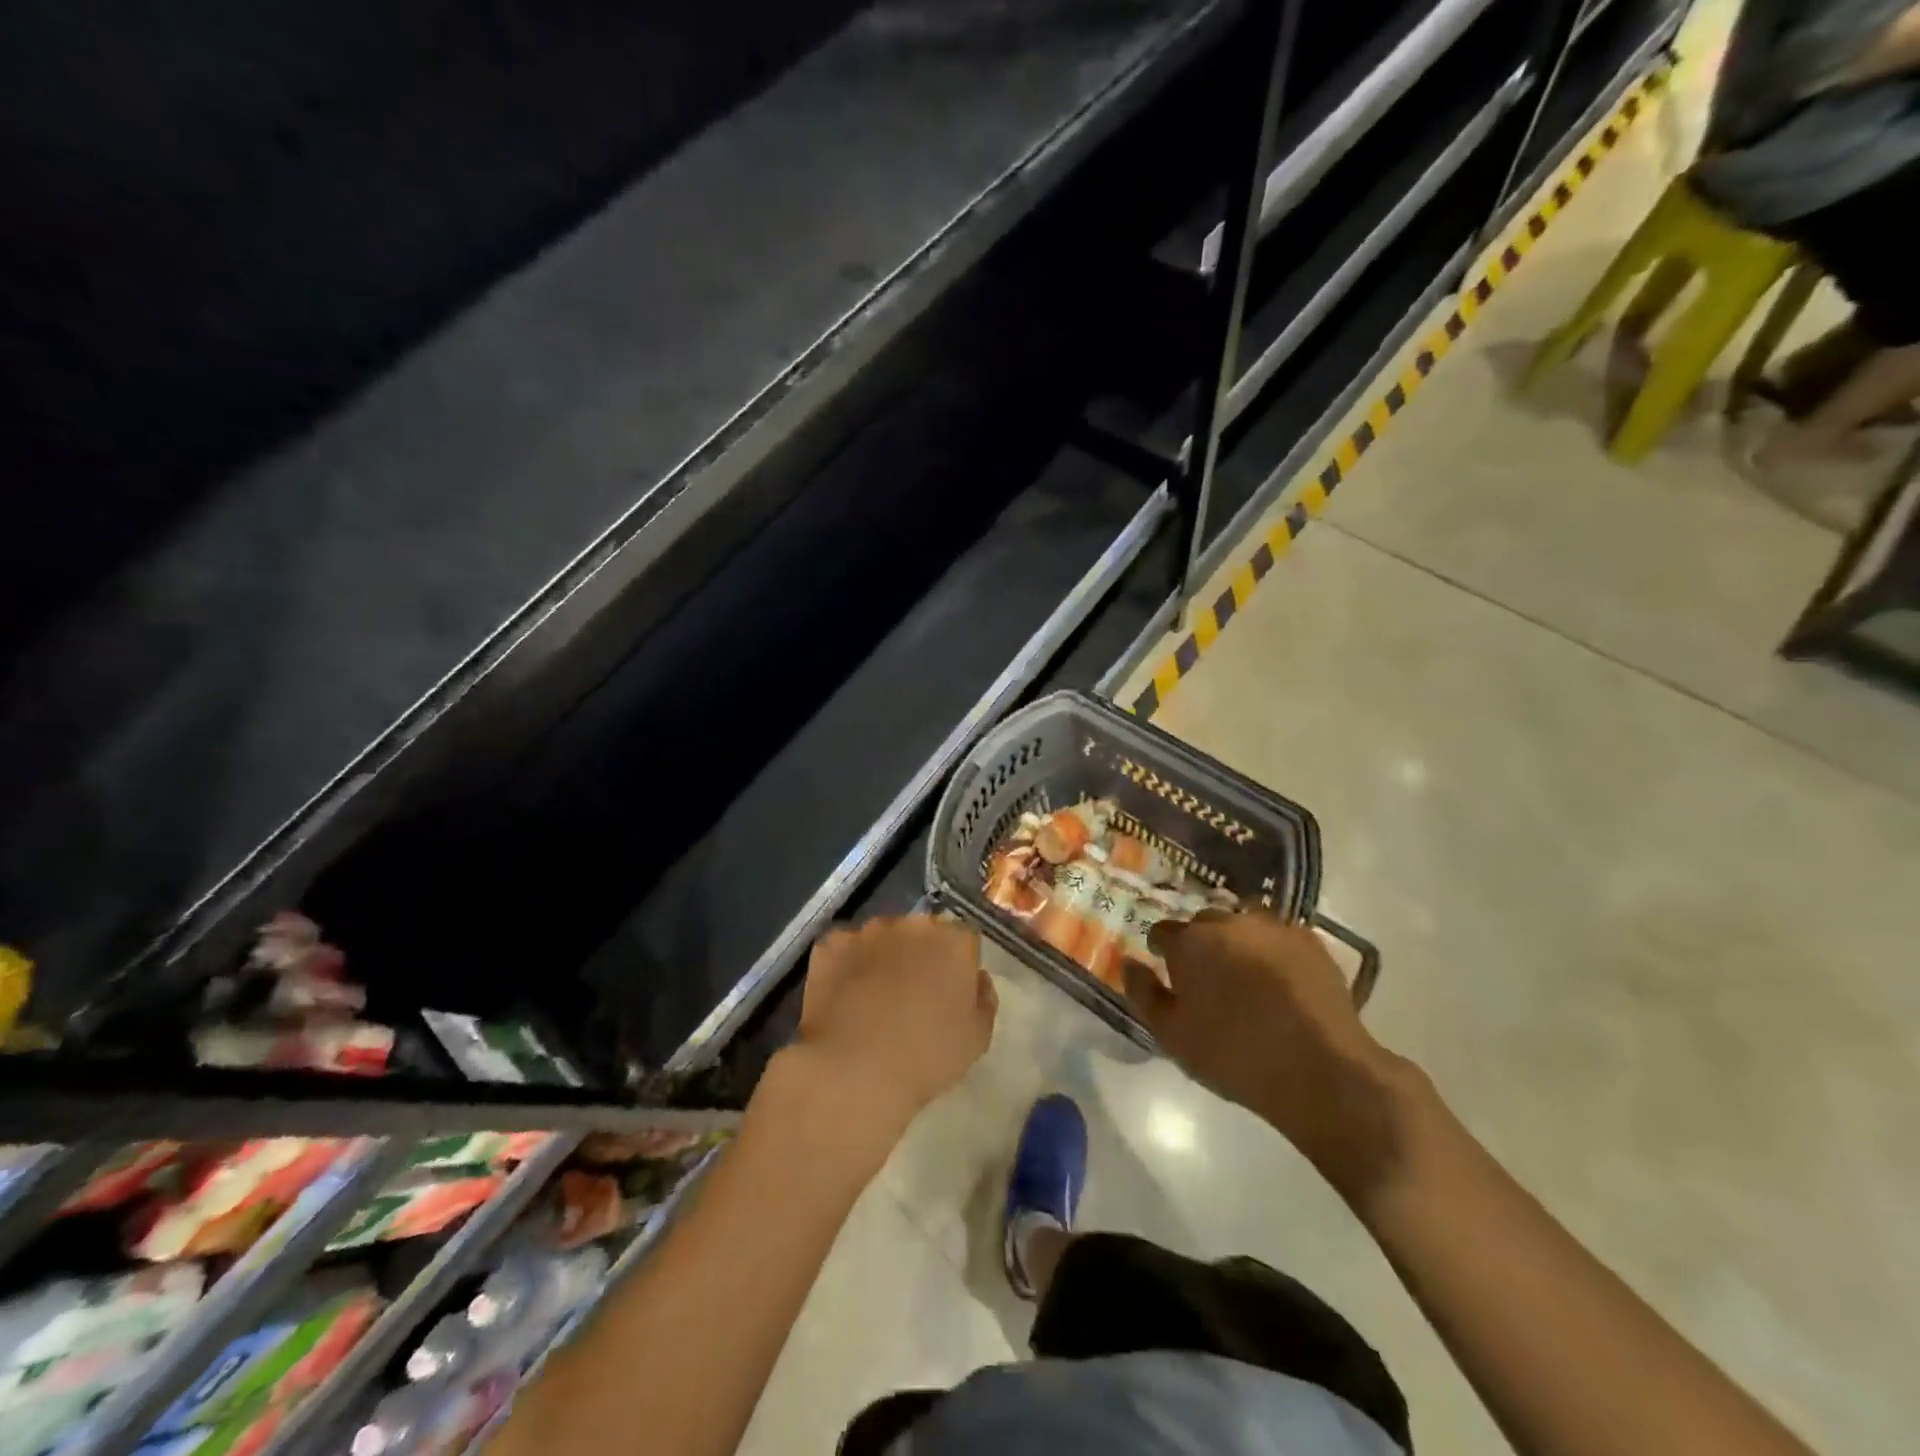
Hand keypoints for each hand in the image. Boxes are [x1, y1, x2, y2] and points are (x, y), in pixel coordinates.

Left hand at [795, 916, 996, 1128]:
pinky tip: (843, 995)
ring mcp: (868, 931)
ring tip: (873, 996)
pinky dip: (845, 964)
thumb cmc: (927, 1057)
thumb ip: (983, 998)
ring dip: (882, 955)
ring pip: (881, 937)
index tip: (949, 991)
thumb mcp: (978, 1038)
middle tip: (911, 992)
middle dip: (919, 954)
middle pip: (921, 932)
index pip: (963, 939)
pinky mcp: (831, 943)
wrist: (856, 1069)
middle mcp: (913, 924)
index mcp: (954, 941)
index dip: (956, 964)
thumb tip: (976, 978)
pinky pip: (844, 948)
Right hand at [1124, 913, 1416, 1204]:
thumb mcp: (1173, 1036)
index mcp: (1190, 942)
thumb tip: (1128, 962)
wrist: (1320, 1070)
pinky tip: (1280, 982)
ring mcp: (1272, 928)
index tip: (1169, 973)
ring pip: (1243, 926)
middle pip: (1204, 925)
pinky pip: (1279, 937)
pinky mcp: (1310, 940)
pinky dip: (1273, 952)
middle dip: (1201, 945)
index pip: (1162, 933)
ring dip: (1238, 943)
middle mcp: (1228, 922)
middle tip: (1209, 980)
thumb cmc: (1234, 1056)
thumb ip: (1143, 994)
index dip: (1162, 952)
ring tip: (1247, 978)